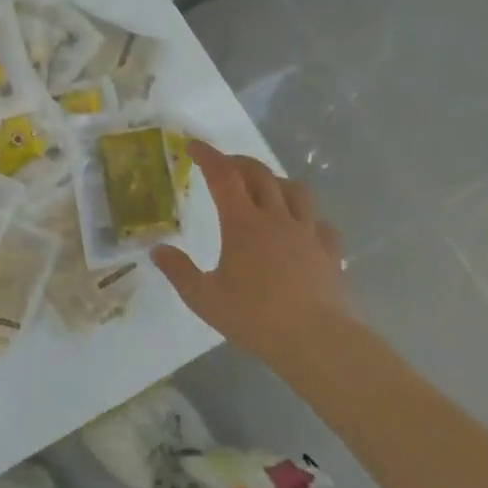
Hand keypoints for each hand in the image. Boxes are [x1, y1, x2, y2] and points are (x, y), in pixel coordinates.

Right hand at [153, 140, 350, 361]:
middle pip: (260, 175)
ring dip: (276, 182)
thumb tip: (157, 250)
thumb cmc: (255, 317)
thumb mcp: (204, 298)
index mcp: (243, 224)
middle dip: (239, 162)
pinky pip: (321, 224)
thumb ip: (179, 271)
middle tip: (224, 165)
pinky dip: (308, 219)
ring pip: (296, 191)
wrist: (317, 341)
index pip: (223, 176)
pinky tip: (302, 230)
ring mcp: (308, 234)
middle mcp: (276, 218)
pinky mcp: (330, 253)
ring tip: (265, 190)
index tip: (194, 146)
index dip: (208, 156)